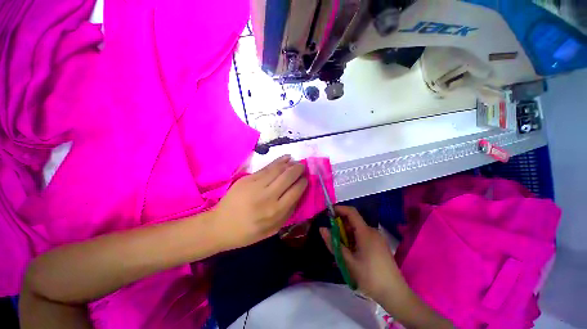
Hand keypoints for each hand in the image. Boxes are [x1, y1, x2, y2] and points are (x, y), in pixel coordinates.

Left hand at [214, 155, 307, 250]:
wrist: (220, 226)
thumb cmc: (249, 232)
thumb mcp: (273, 229)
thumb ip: (288, 212)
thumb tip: (299, 193)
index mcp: (276, 211)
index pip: (296, 191)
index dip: (303, 182)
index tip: (306, 178)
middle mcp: (268, 196)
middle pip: (288, 177)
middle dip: (299, 169)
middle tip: (303, 166)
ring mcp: (256, 185)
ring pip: (278, 169)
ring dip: (290, 163)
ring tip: (295, 161)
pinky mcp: (248, 178)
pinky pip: (267, 167)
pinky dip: (278, 161)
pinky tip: (285, 158)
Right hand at [320, 206, 406, 301]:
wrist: (395, 294)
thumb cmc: (369, 277)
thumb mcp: (347, 261)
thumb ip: (333, 243)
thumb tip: (322, 228)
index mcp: (365, 232)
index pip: (351, 212)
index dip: (339, 209)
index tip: (328, 213)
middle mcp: (372, 231)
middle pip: (354, 221)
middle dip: (341, 226)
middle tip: (333, 238)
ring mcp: (377, 238)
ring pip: (358, 230)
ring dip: (347, 234)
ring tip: (342, 249)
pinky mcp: (380, 245)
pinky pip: (364, 236)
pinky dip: (354, 239)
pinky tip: (352, 253)